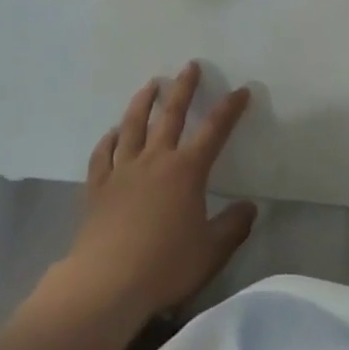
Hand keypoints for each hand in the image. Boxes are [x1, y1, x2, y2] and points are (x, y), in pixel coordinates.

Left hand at [58, 62, 255, 324]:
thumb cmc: (165, 266)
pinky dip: (109, 139)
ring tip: (150, 84)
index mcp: (186, 171)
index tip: (241, 90)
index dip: (229, 109)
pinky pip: (103, 154)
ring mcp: (123, 170)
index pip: (214, 131)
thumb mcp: (211, 252)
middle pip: (171, 114)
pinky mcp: (98, 186)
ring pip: (133, 125)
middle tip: (190, 66)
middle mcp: (155, 159)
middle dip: (183, 88)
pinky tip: (112, 132)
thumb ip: (233, 227)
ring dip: (143, 101)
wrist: (107, 284)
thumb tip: (250, 206)